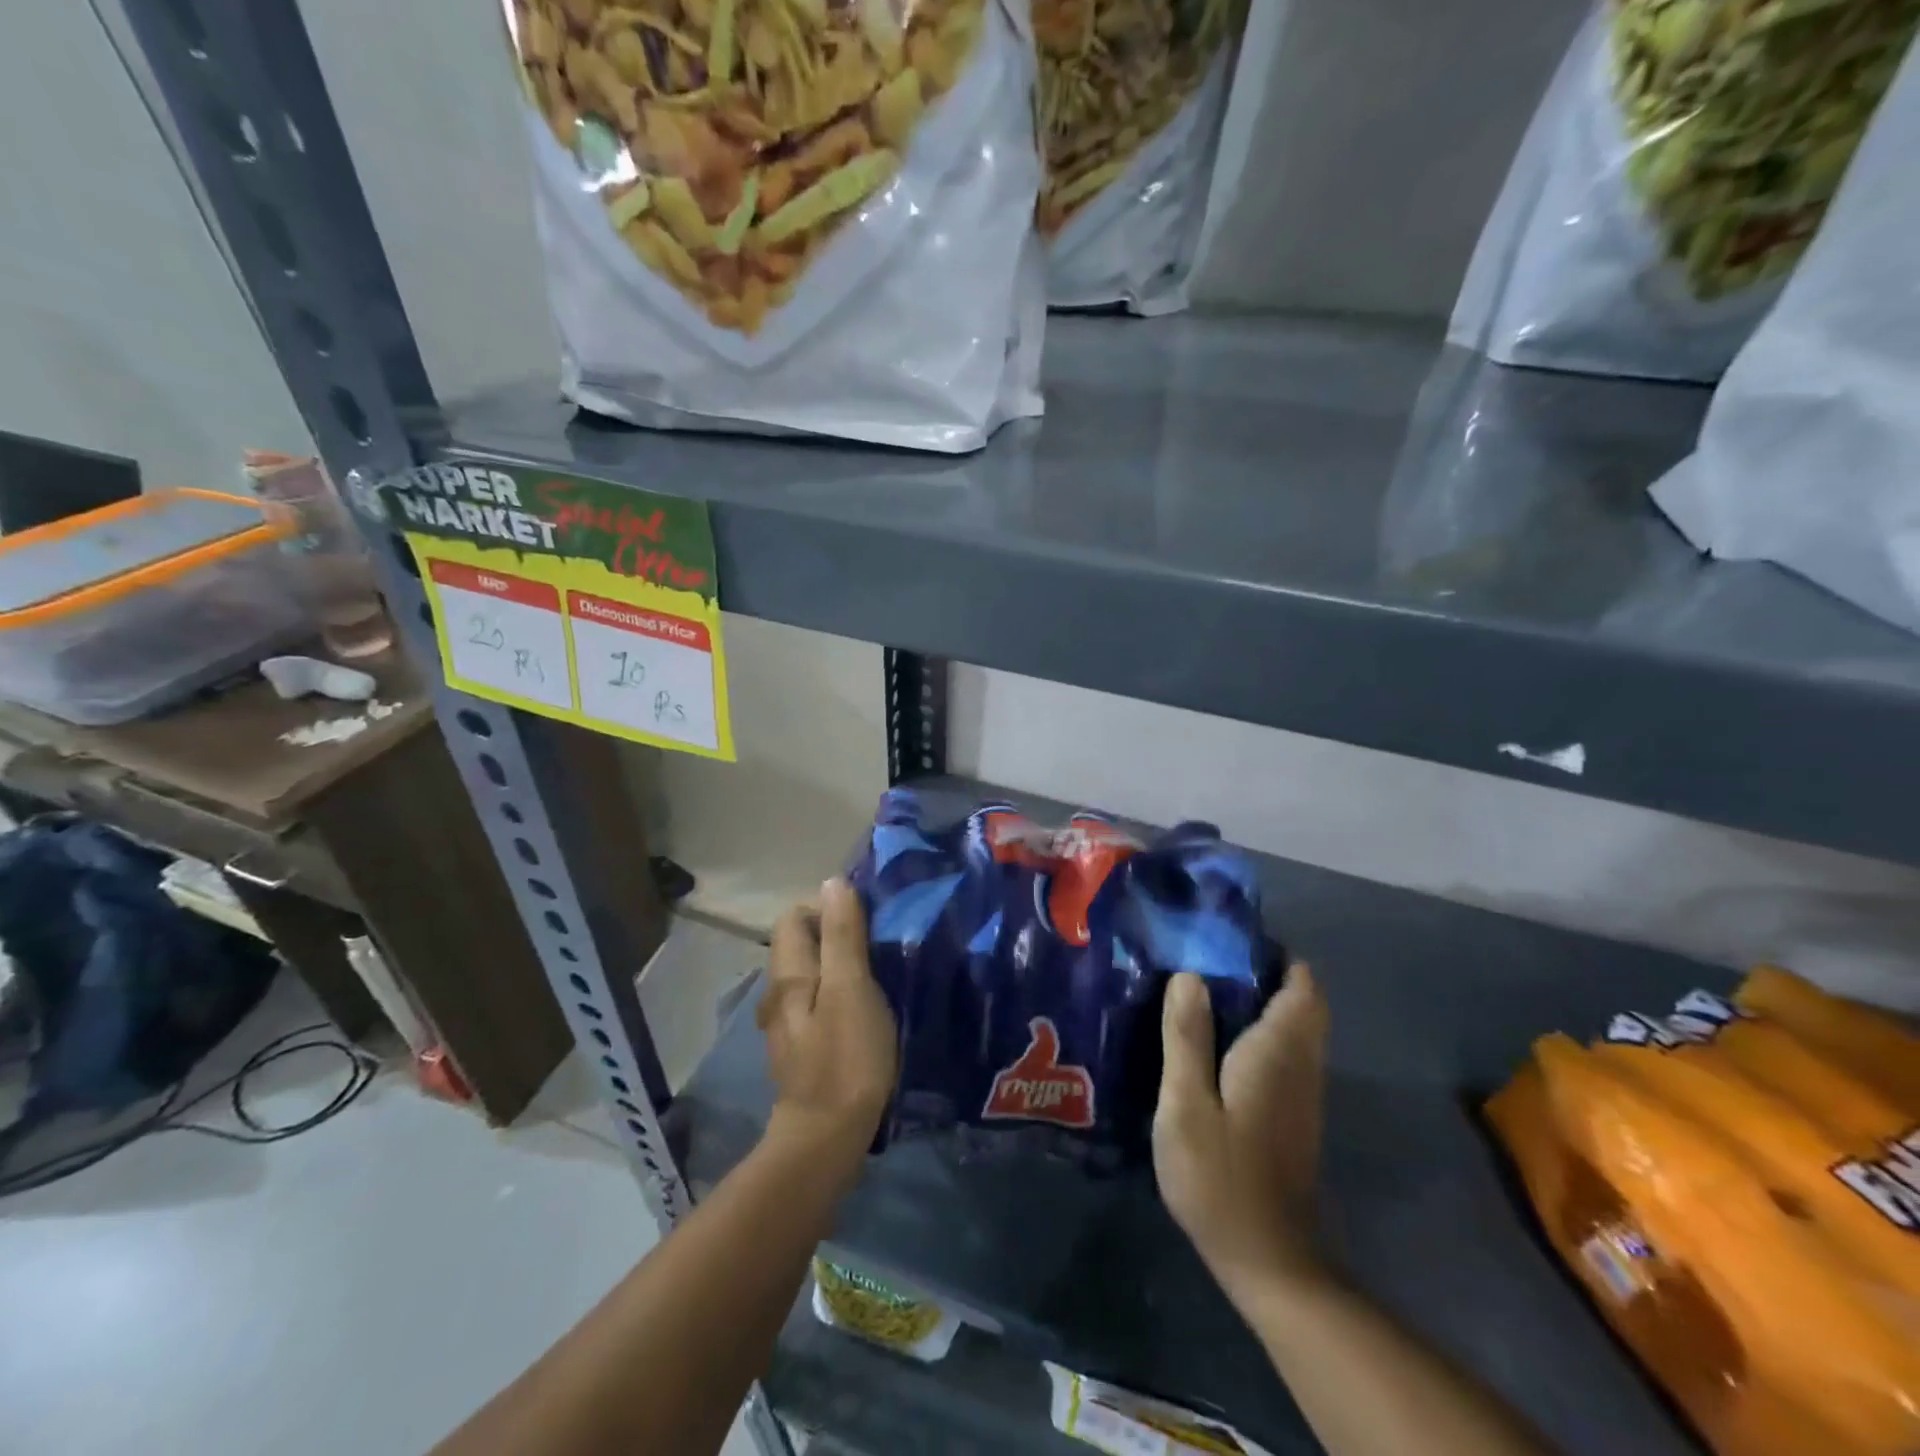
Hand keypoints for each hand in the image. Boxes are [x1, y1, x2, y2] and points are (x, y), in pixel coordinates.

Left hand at [758, 879, 897, 1175]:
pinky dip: (839, 996)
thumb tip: (832, 883)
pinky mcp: (803, 1049)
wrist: (827, 1139)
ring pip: (811, 975)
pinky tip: (865, 1013)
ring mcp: (787, 1025)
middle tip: (878, 949)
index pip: (794, 916)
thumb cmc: (845, 1057)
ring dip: (840, 967)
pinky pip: (818, 1004)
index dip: (827, 909)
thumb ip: (842, 935)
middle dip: (837, 936)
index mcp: (787, 974)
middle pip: (801, 944)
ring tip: (878, 977)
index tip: (865, 923)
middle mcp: (778, 994)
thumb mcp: (850, 988)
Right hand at [1154, 964, 1330, 1289]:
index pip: (1302, 986)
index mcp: (1278, 1051)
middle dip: (1267, 973)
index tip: (1230, 940)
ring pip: (1296, 1028)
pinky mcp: (1294, 1115)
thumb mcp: (1185, 1104)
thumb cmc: (1220, 1176)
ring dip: (1263, 1001)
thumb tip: (1189, 975)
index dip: (1276, 955)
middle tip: (1209, 960)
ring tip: (1204, 990)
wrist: (1268, 1260)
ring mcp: (1302, 1093)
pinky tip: (1217, 1041)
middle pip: (1303, 1002)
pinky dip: (1261, 1032)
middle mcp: (1300, 1064)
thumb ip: (1186, 1036)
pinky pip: (1287, 1053)